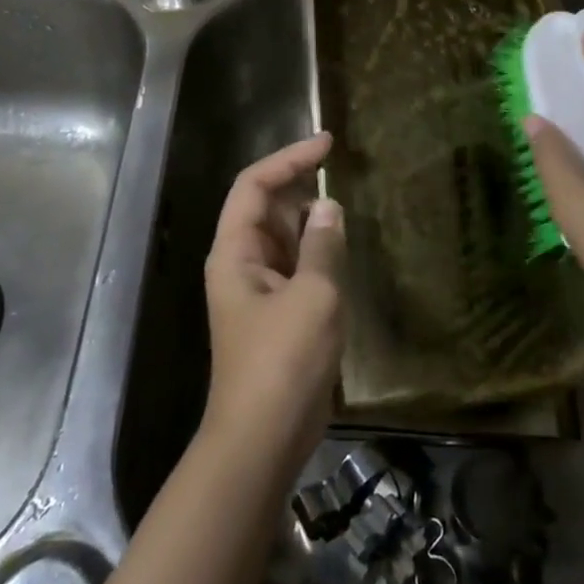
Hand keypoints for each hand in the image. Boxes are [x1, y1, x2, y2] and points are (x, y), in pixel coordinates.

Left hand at [202, 133, 345, 467]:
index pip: (254, 186)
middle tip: (345, 177)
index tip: (327, 143)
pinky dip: (317, 253)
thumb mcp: (314, 296)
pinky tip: (343, 252)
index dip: (288, 158)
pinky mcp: (276, 313)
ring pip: (284, 238)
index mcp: (235, 251)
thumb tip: (329, 206)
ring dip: (312, 223)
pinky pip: (296, 266)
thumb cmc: (284, 362)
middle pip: (267, 208)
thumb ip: (323, 245)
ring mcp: (258, 290)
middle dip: (301, 189)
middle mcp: (241, 263)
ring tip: (348, 211)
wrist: (263, 439)